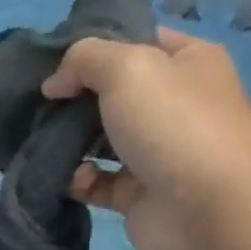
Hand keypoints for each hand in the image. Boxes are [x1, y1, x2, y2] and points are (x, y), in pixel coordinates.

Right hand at [43, 28, 250, 249]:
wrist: (208, 207)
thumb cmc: (174, 123)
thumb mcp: (127, 67)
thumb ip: (84, 60)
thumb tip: (55, 84)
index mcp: (187, 63)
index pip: (138, 42)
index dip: (97, 48)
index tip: (56, 63)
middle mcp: (174, 104)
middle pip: (112, 94)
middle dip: (75, 99)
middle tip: (42, 106)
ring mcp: (155, 151)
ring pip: (100, 140)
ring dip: (70, 142)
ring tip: (45, 142)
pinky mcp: (136, 193)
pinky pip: (96, 182)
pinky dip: (78, 180)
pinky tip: (73, 177)